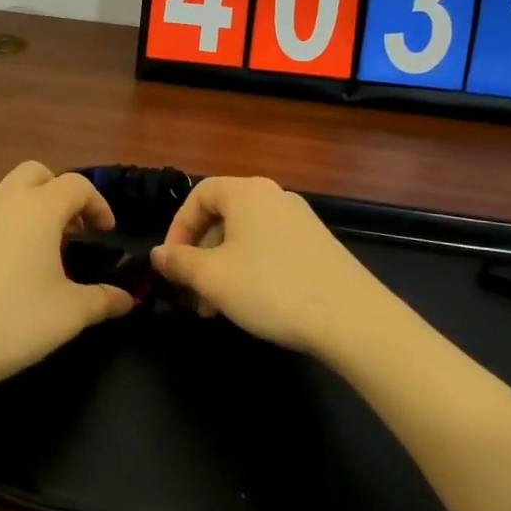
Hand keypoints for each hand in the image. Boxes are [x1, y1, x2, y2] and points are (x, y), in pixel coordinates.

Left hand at [0, 162, 132, 396]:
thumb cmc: (11, 321)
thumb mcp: (68, 314)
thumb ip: (103, 301)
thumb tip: (127, 299)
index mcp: (38, 209)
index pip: (77, 185)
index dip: (98, 204)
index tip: (107, 233)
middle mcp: (4, 202)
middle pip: (37, 173)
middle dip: (60, 192)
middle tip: (74, 229)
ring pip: (8, 191)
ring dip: (32, 207)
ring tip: (45, 249)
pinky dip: (8, 226)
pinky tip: (11, 269)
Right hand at [152, 176, 391, 357]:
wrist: (352, 318)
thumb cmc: (271, 287)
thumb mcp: (212, 277)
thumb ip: (179, 262)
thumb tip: (158, 254)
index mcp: (246, 192)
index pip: (199, 194)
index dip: (177, 227)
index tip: (171, 264)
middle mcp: (274, 197)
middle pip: (222, 217)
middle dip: (199, 255)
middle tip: (191, 293)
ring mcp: (300, 221)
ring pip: (245, 238)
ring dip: (222, 268)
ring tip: (215, 309)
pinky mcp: (318, 246)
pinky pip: (270, 249)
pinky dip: (250, 271)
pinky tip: (250, 305)